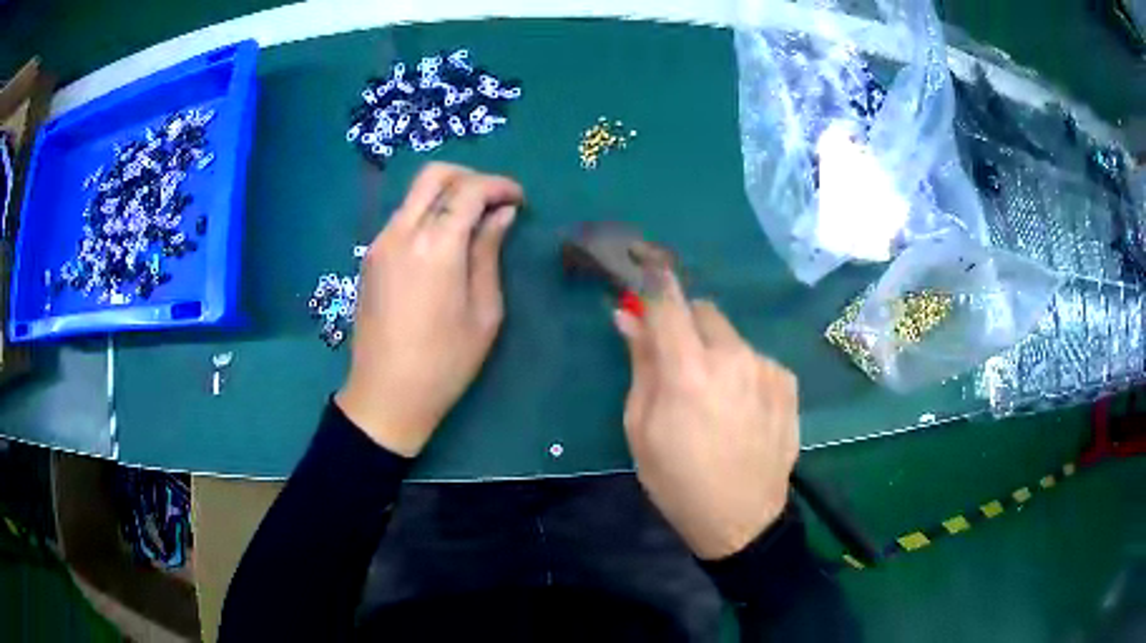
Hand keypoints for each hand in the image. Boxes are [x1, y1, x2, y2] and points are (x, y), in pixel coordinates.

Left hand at [336, 163, 522, 456]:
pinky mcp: (370, 257)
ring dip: (447, 193)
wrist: (386, 394)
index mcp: (435, 247)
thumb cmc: (444, 362)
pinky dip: (427, 211)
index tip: (519, 199)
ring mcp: (380, 243)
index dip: (499, 185)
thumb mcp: (484, 312)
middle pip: (433, 175)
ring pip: (415, 193)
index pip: (468, 190)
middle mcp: (402, 233)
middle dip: (470, 177)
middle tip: (494, 200)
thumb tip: (501, 214)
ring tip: (473, 219)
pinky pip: (402, 216)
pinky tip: (444, 239)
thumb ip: (489, 253)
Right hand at [614, 268, 798, 559]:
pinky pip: (756, 359)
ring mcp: (766, 367)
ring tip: (715, 397)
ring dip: (716, 351)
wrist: (741, 518)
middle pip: (703, 310)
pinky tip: (743, 409)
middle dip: (686, 324)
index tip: (643, 266)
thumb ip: (640, 364)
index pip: (668, 301)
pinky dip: (743, 371)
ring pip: (731, 337)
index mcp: (688, 370)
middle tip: (679, 361)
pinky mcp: (787, 381)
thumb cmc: (677, 481)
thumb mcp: (642, 428)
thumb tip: (627, 316)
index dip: (653, 279)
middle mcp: (732, 357)